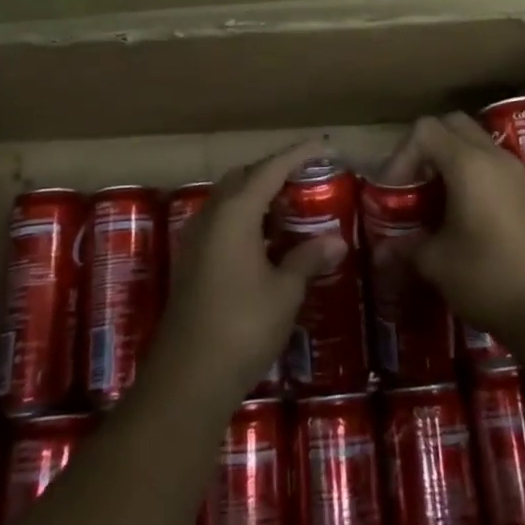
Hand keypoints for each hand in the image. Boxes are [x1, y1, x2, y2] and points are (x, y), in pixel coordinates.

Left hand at [151, 139, 347, 402]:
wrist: (187, 379)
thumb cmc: (242, 326)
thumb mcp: (284, 291)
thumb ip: (308, 258)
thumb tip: (337, 241)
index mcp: (235, 213)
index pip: (270, 169)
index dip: (298, 154)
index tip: (324, 146)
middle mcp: (211, 217)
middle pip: (244, 177)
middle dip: (274, 170)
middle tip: (307, 176)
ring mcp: (197, 240)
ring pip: (229, 200)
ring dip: (258, 194)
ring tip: (292, 204)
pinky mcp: (192, 262)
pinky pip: (222, 222)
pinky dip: (247, 218)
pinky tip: (267, 239)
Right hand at [380, 113, 524, 346]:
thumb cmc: (486, 278)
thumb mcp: (436, 263)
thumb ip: (405, 246)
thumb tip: (382, 249)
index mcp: (469, 164)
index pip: (425, 130)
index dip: (401, 155)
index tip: (394, 191)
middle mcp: (493, 156)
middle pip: (452, 124)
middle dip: (425, 147)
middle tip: (411, 182)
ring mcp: (514, 171)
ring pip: (473, 140)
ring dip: (448, 157)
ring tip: (431, 195)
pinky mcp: (524, 190)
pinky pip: (489, 161)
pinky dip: (468, 170)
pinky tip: (457, 208)